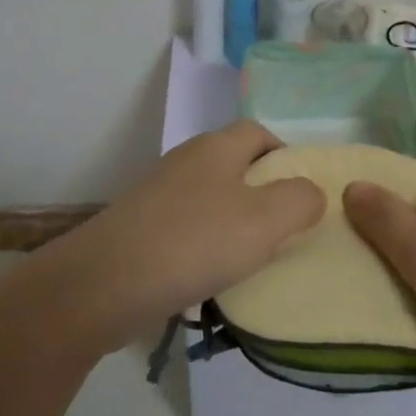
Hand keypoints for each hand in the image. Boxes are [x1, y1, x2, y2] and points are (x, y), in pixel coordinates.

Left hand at [31, 121, 325, 355]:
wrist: (102, 283)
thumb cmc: (193, 242)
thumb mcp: (263, 221)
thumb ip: (298, 201)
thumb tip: (312, 191)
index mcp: (217, 147)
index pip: (259, 132)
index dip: (285, 154)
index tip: (303, 192)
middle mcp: (188, 160)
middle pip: (235, 164)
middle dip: (262, 192)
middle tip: (285, 229)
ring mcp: (160, 194)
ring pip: (212, 197)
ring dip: (234, 222)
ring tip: (253, 259)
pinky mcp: (141, 228)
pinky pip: (188, 227)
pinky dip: (206, 245)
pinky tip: (212, 277)